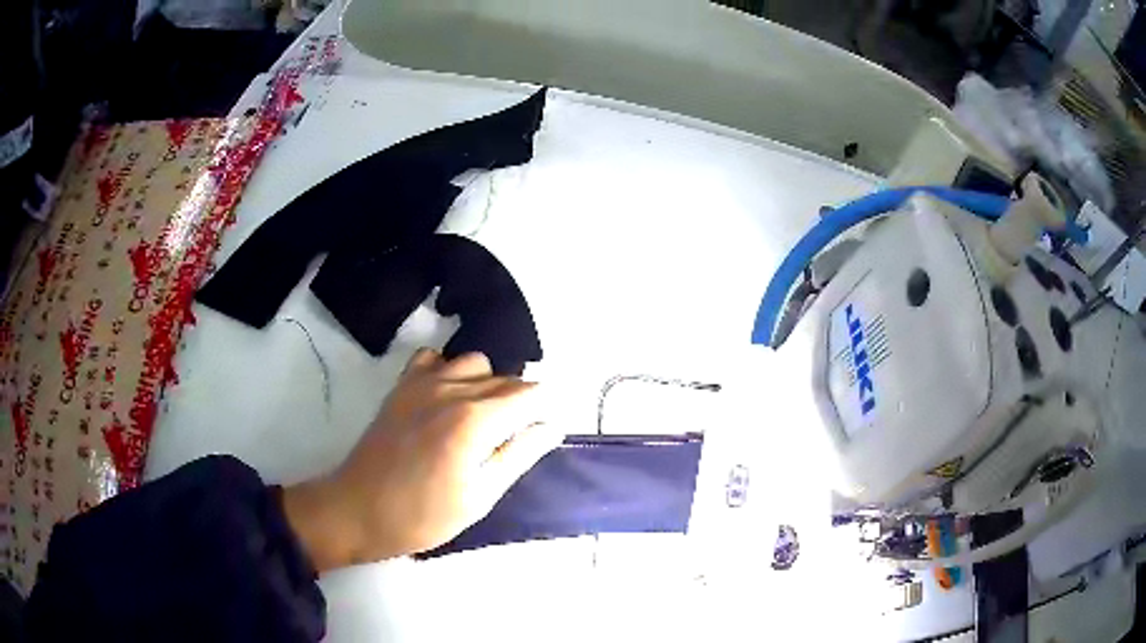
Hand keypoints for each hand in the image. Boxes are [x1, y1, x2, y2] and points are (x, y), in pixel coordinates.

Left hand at [282, 349, 559, 571]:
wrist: (357, 510)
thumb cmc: (422, 516)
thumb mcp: (479, 497)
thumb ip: (518, 456)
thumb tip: (552, 427)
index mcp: (475, 420)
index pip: (532, 394)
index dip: (544, 412)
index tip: (540, 436)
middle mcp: (452, 389)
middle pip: (507, 378)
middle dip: (519, 404)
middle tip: (508, 443)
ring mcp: (422, 382)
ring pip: (475, 363)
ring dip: (487, 385)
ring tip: (478, 421)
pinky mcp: (402, 385)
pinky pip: (435, 358)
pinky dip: (449, 371)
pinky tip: (445, 400)